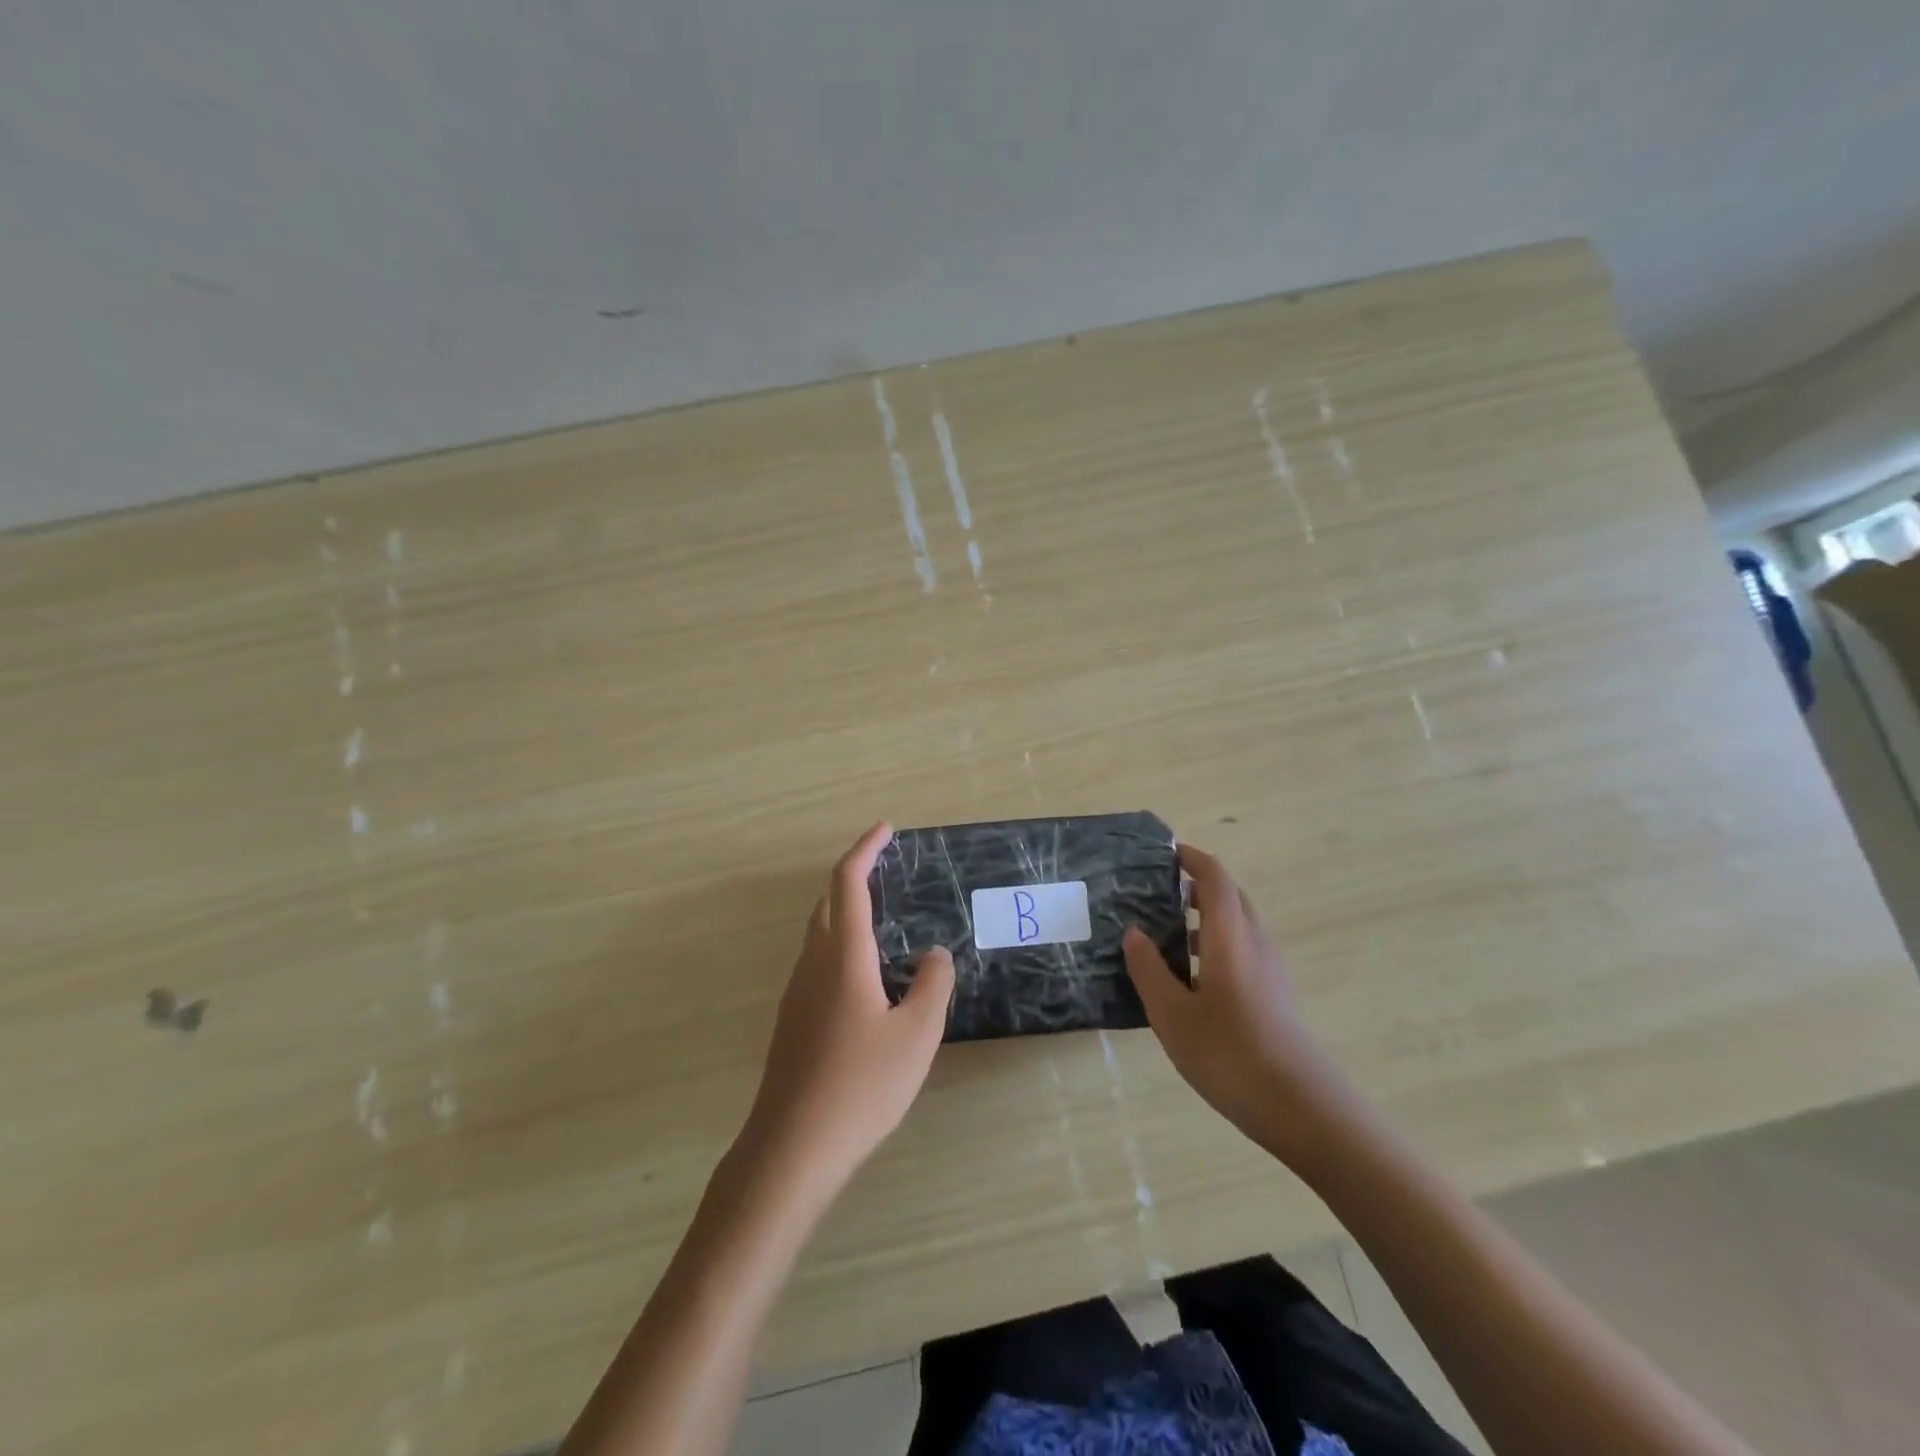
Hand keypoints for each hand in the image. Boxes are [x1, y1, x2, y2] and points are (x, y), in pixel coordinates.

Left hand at [737, 822, 955, 1199]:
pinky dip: (841, 947)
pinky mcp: (792, 1023)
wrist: (792, 1149)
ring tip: (884, 923)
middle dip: (854, 877)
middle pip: (826, 904)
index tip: (885, 830)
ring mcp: (797, 995)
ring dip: (846, 914)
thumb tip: (934, 954)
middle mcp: (813, 965)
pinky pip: (817, 965)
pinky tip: (866, 981)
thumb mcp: (917, 1035)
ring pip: (819, 935)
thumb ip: (932, 985)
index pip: (848, 884)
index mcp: (843, 957)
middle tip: (887, 872)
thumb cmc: (861, 1086)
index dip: (864, 850)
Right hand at [1122, 844, 1353, 1166]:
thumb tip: (1134, 932)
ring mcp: (1270, 970)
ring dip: (1205, 919)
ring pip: (1237, 926)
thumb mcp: (1172, 1014)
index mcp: (1230, 936)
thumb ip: (1150, 969)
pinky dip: (1215, 946)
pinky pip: (1243, 951)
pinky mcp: (1275, 995)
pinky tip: (1190, 979)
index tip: (1164, 854)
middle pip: (1230, 897)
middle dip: (1197, 886)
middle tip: (1156, 893)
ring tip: (1165, 935)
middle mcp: (1255, 942)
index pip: (1215, 878)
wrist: (1301, 1108)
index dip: (1192, 859)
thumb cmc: (1229, 1054)